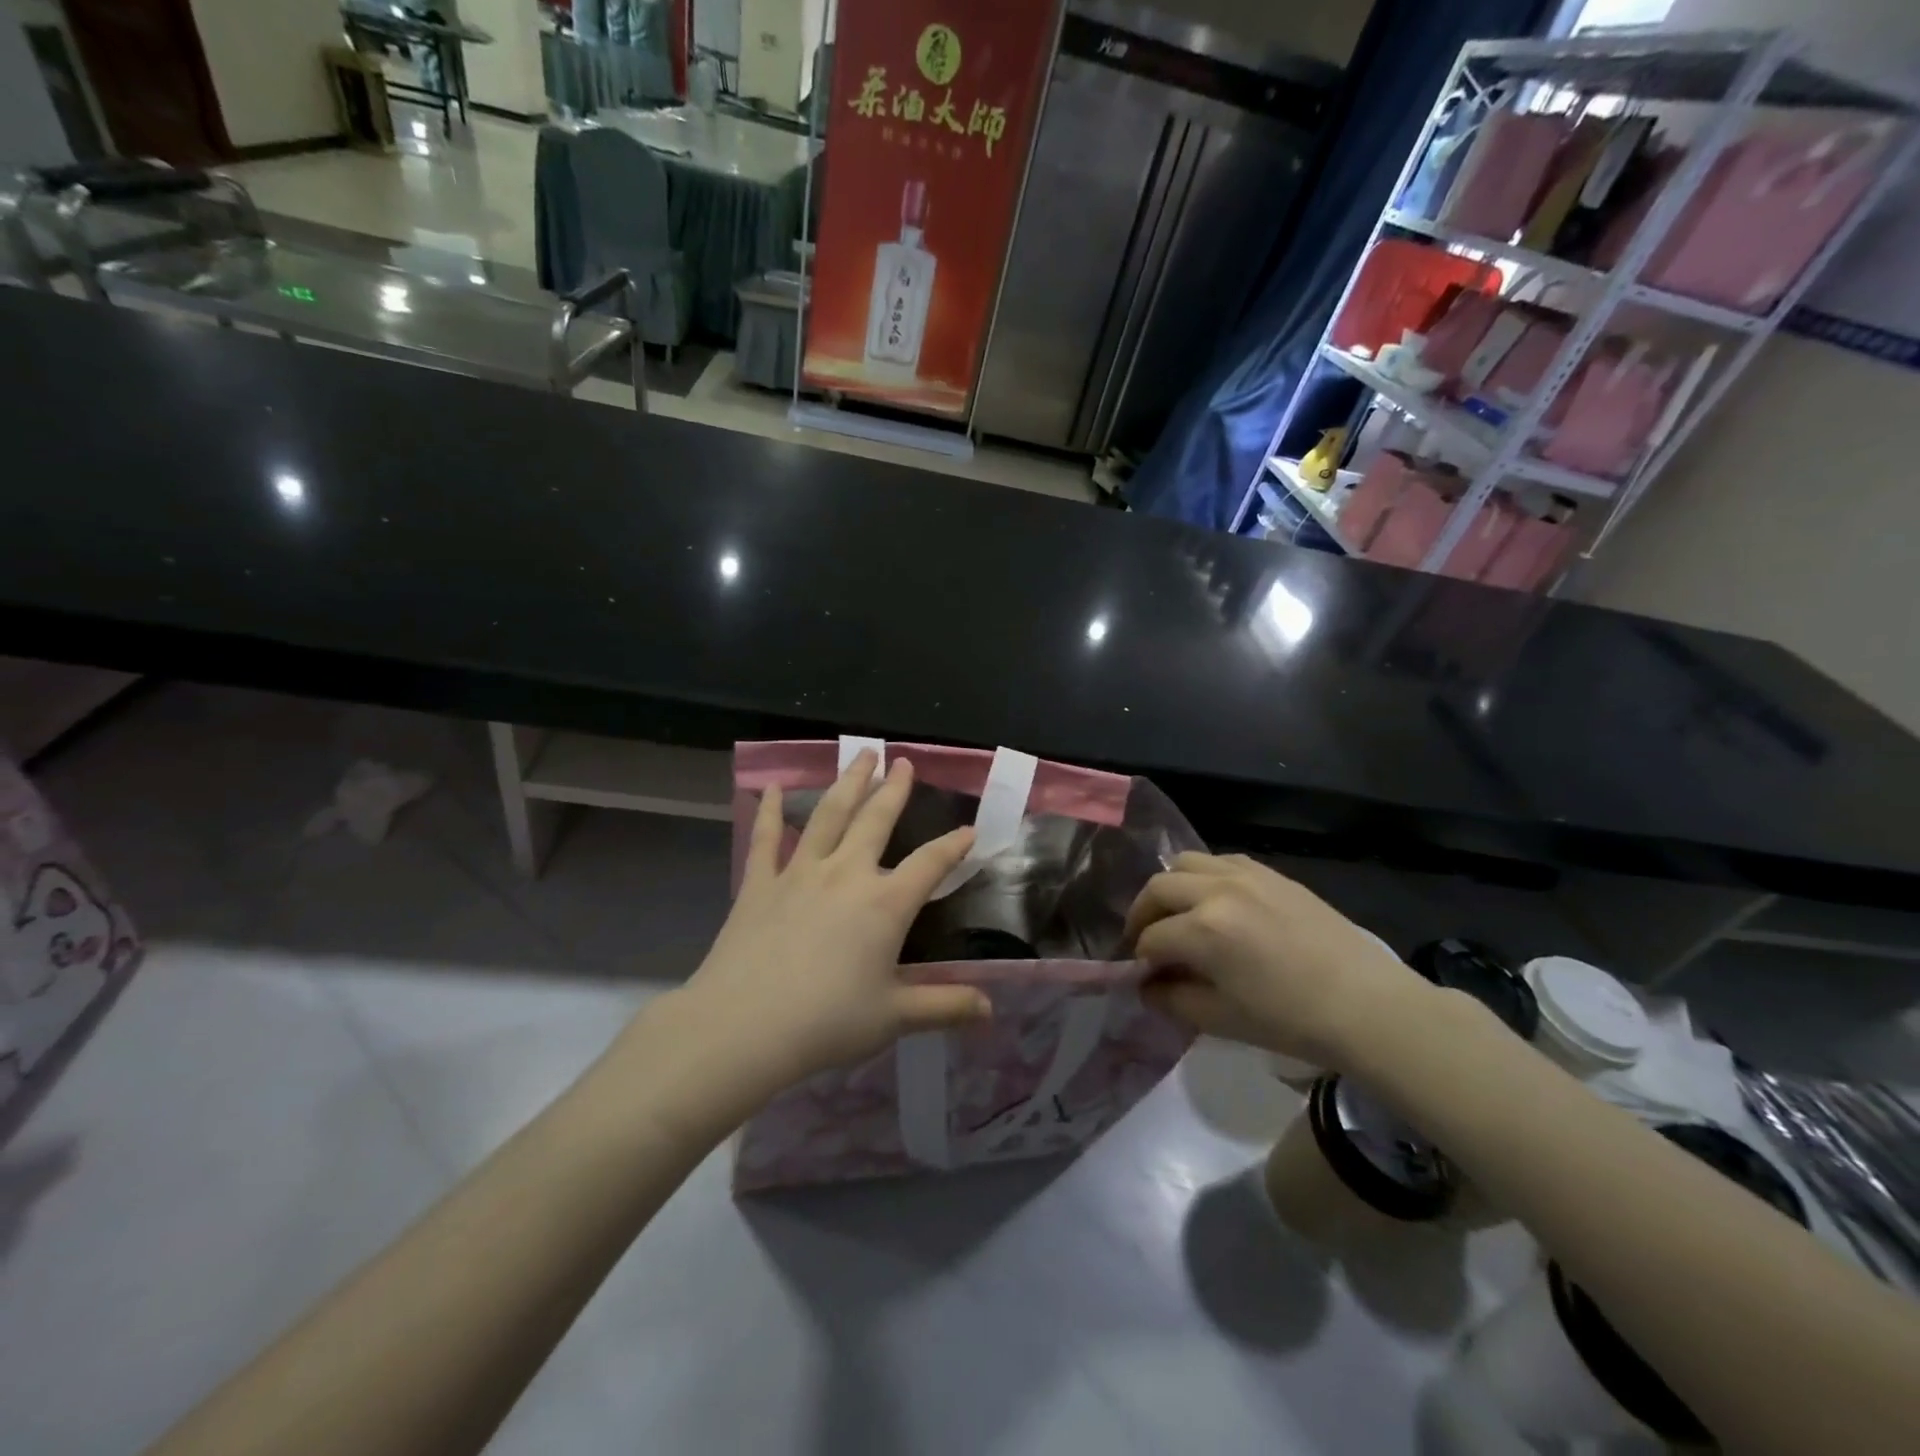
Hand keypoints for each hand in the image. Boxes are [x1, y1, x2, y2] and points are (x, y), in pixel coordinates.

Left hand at [676, 751, 990, 1094]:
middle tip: (903, 762)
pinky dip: (768, 812)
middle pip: (876, 819)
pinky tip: (768, 788)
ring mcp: (799, 872)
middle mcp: (846, 874)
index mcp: (884, 903)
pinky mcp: (759, 883)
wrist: (743, 1026)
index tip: (970, 830)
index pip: (930, 864)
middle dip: (894, 789)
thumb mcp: (894, 1017)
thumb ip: (944, 1006)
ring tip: (860, 755)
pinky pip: (765, 838)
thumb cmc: (826, 1022)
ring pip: (828, 814)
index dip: (954, 846)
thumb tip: (990, 1008)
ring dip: (847, 782)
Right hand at [1123, 853, 1424, 1069]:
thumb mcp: (1221, 1020)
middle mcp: (1217, 890)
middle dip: (1143, 915)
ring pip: (1185, 862)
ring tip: (1178, 914)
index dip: (1141, 960)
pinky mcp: (1271, 872)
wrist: (1366, 1005)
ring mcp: (1246, 875)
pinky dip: (1205, 876)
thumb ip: (1173, 1000)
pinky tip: (1215, 901)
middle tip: (1147, 941)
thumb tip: (1147, 987)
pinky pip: (1221, 860)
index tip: (1144, 977)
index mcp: (1203, 929)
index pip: (1151, 938)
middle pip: (1158, 888)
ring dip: (1171, 887)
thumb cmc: (1290, 1020)